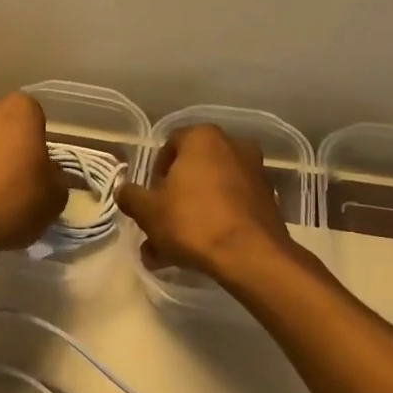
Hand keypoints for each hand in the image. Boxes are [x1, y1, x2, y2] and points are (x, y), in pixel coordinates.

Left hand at [0, 93, 66, 266]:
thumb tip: (46, 175)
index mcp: (20, 109)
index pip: (37, 119)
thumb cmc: (11, 202)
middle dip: (9, 147)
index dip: (39, 147)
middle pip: (3, 126)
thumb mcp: (54, 199)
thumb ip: (56, 179)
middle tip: (15, 181)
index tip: (38, 173)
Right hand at [116, 124, 295, 278]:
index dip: (155, 172)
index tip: (150, 197)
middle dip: (174, 198)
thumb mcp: (148, 211)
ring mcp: (255, 173)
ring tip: (175, 249)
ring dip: (192, 214)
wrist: (250, 255)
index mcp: (203, 138)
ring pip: (212, 192)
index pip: (170, 144)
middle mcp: (233, 146)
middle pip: (194, 170)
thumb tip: (124, 190)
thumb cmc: (192, 221)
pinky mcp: (269, 200)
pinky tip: (201, 249)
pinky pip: (232, 206)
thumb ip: (131, 196)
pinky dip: (216, 221)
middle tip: (161, 224)